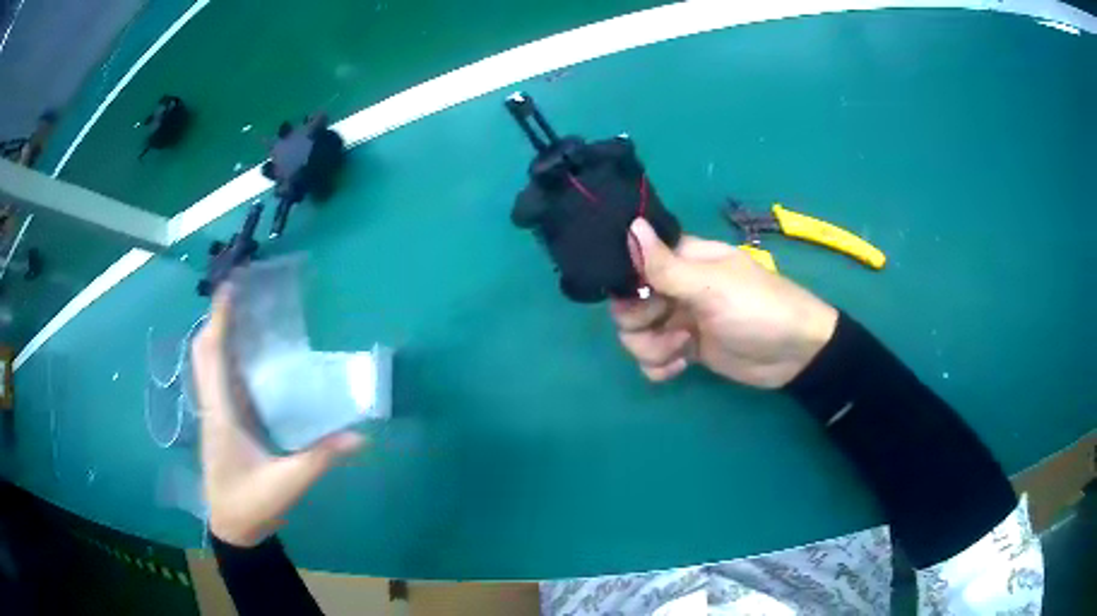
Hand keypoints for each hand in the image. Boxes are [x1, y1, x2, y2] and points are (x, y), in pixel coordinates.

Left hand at [191, 287, 364, 546]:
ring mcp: (215, 415)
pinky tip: (249, 356)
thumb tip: (361, 436)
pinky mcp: (222, 424)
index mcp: (220, 415)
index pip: (213, 357)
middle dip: (217, 320)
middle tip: (241, 295)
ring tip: (244, 314)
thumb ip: (321, 458)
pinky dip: (228, 358)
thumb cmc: (250, 505)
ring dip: (220, 335)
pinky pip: (219, 380)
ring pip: (209, 365)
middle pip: (204, 353)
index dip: (220, 320)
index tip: (231, 287)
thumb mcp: (287, 484)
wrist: (232, 529)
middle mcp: (213, 407)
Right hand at [611, 218, 837, 388]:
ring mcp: (680, 320)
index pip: (634, 261)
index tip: (637, 296)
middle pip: (628, 303)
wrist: (794, 354)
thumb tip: (631, 225)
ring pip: (637, 335)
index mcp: (683, 260)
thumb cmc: (757, 309)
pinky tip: (682, 366)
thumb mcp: (712, 286)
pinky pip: (652, 359)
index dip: (626, 281)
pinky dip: (660, 366)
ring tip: (682, 350)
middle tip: (666, 324)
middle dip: (638, 322)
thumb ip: (666, 265)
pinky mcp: (686, 349)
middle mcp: (676, 287)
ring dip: (651, 348)